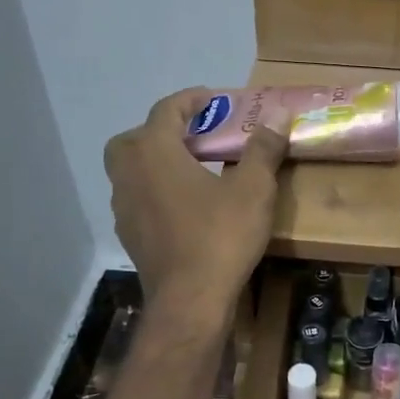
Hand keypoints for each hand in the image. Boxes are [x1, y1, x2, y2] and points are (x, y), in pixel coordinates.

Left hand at [105, 90, 288, 329]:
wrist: (190, 300)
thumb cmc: (220, 236)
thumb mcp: (253, 189)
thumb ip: (262, 149)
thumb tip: (275, 116)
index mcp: (153, 152)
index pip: (166, 110)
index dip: (191, 100)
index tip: (213, 98)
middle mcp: (129, 174)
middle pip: (136, 138)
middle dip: (163, 131)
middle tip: (196, 137)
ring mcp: (124, 207)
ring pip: (131, 170)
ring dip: (156, 162)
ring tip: (193, 170)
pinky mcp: (129, 235)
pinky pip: (138, 199)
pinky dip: (155, 191)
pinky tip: (185, 207)